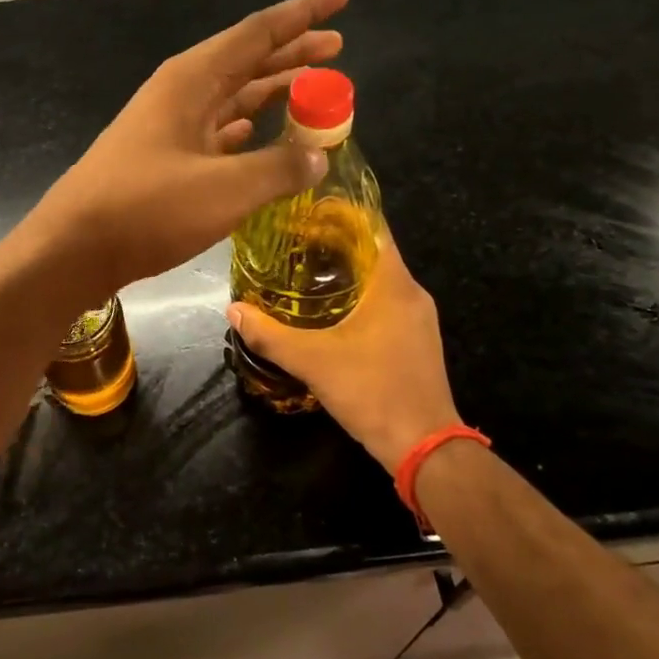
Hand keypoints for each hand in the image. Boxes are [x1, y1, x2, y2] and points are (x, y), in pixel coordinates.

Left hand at [29, 0, 349, 298]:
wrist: (73, 248)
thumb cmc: (146, 209)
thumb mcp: (224, 189)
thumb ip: (278, 168)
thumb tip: (319, 157)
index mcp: (192, 79)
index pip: (258, 33)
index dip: (302, 14)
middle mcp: (182, 92)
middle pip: (247, 60)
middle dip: (293, 51)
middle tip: (338, 45)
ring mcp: (171, 125)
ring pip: (234, 96)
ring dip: (274, 90)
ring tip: (314, 88)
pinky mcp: (166, 158)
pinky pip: (219, 130)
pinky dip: (249, 128)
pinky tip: (264, 132)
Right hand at [226, 237, 459, 472]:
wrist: (424, 448)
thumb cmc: (372, 390)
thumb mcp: (312, 361)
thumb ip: (269, 334)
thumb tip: (233, 310)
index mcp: (394, 285)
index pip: (372, 228)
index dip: (341, 214)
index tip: (307, 210)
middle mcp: (412, 294)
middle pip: (374, 252)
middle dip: (337, 243)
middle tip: (295, 241)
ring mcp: (419, 320)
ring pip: (381, 280)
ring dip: (348, 272)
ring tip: (307, 271)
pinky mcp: (418, 342)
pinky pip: (387, 303)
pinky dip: (360, 297)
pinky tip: (331, 312)